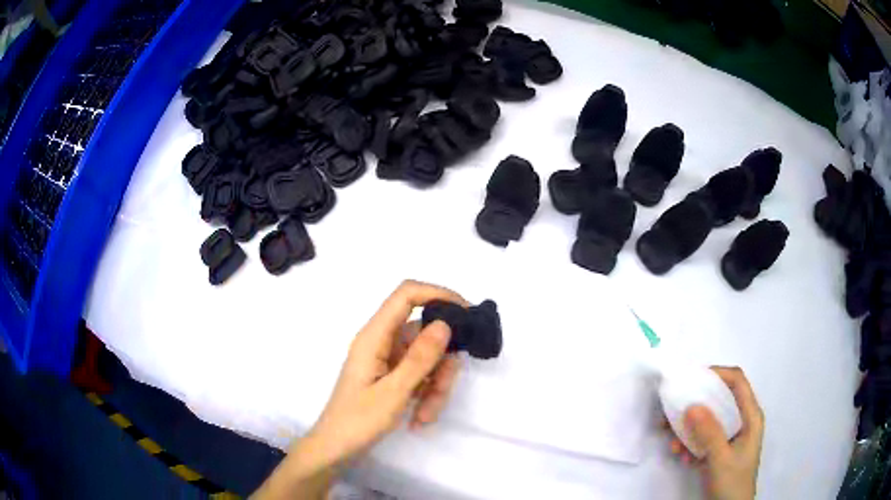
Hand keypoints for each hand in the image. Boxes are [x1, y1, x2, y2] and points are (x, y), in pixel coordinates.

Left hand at [253, 280, 466, 499]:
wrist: (337, 447)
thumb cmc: (358, 420)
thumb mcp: (393, 392)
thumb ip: (420, 358)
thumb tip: (445, 324)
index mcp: (374, 336)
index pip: (406, 295)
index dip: (438, 294)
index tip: (467, 313)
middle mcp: (382, 342)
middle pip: (426, 334)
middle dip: (441, 364)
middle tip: (442, 391)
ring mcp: (389, 360)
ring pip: (428, 359)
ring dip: (435, 387)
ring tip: (425, 416)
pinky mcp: (394, 376)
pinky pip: (422, 376)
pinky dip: (427, 395)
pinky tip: (419, 419)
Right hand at [668, 367, 764, 499]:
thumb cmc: (732, 482)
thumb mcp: (721, 458)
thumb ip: (709, 432)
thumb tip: (691, 405)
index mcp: (750, 416)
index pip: (737, 382)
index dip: (717, 374)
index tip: (692, 379)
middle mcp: (741, 421)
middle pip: (718, 400)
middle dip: (694, 405)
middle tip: (672, 410)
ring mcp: (729, 436)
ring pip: (707, 420)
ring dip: (687, 429)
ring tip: (671, 443)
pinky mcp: (718, 450)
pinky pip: (702, 438)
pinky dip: (689, 444)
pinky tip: (680, 456)